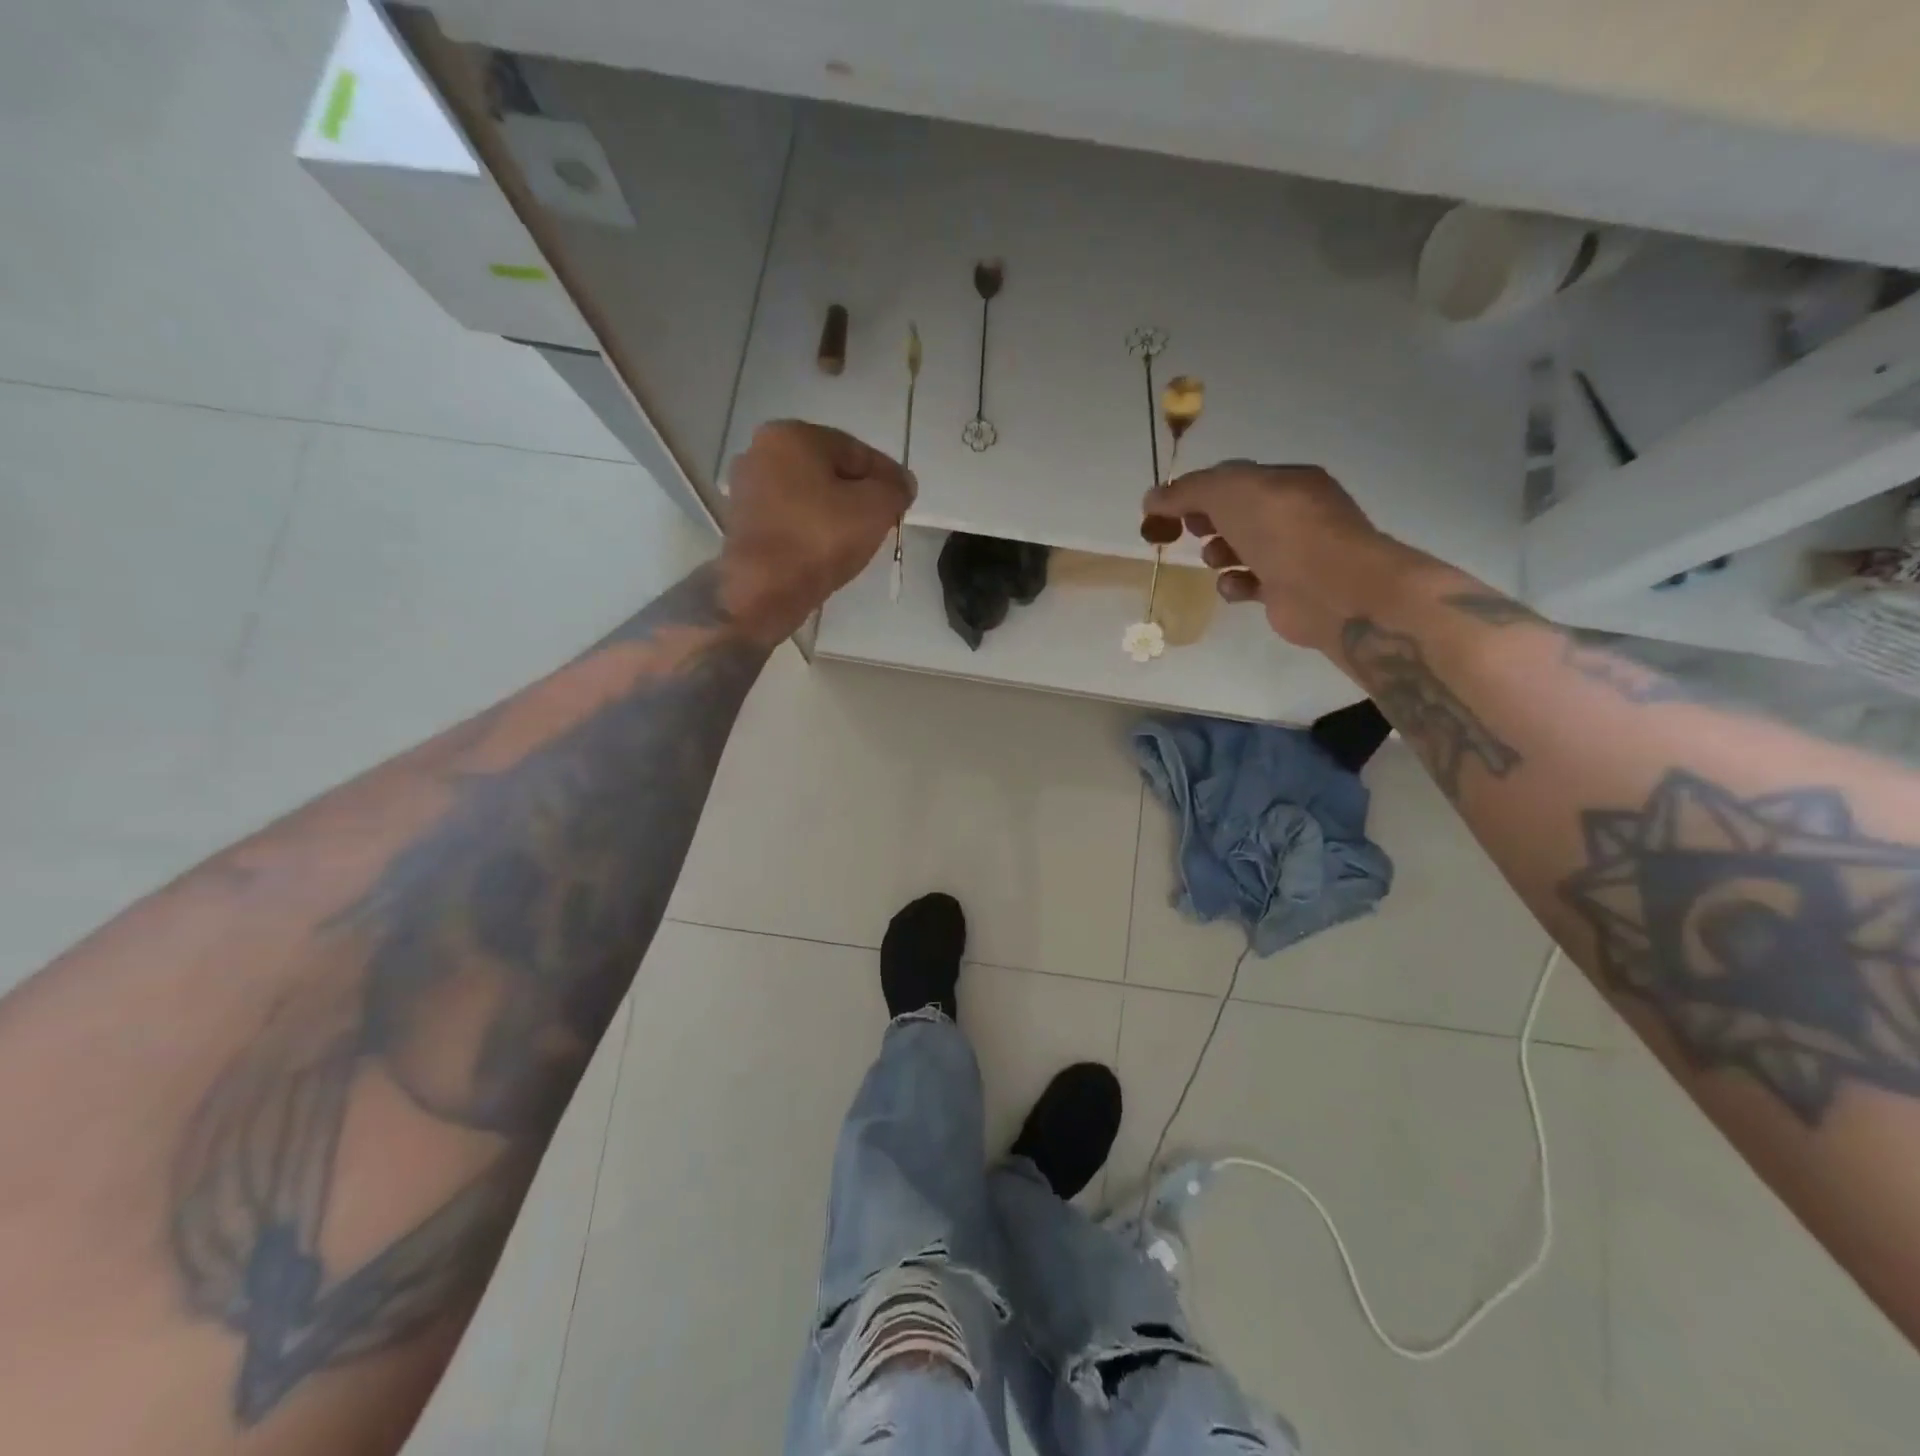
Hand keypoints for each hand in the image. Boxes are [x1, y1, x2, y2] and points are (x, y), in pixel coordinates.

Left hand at [720, 421, 915, 640]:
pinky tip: (828, 550)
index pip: (855, 450)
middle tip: (884, 520)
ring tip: (859, 539)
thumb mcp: (876, 507)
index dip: (886, 475)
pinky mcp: (742, 524)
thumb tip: (902, 483)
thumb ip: (895, 488)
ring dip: (835, 512)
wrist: (763, 590)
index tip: (904, 500)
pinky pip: (790, 519)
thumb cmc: (820, 537)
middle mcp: (761, 452)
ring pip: (808, 496)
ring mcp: (747, 490)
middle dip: (858, 493)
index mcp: (791, 435)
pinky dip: (811, 529)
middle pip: (828, 471)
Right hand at [1143, 461, 1409, 652]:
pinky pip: (1247, 583)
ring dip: (1217, 553)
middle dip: (1206, 521)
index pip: (1233, 478)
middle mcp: (1292, 514)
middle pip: (1234, 513)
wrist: (1332, 589)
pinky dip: (1234, 584)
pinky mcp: (1284, 591)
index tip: (1166, 508)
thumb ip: (1187, 491)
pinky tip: (1234, 586)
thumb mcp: (1230, 493)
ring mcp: (1291, 554)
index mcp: (1286, 481)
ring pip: (1239, 549)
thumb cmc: (1283, 530)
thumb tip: (1151, 497)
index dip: (1197, 490)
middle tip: (1186, 531)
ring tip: (1215, 559)